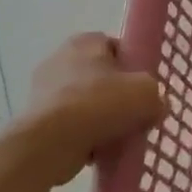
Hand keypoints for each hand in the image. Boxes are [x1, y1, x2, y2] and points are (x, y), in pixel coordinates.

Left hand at [15, 33, 164, 184]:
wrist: (50, 143)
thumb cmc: (100, 104)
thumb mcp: (147, 93)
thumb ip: (157, 96)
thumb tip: (156, 106)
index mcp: (85, 41)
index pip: (116, 48)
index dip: (133, 68)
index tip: (143, 89)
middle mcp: (59, 59)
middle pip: (100, 77)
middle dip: (116, 96)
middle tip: (134, 115)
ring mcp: (42, 90)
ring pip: (85, 103)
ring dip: (100, 119)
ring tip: (117, 138)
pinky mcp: (35, 120)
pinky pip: (69, 125)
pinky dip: (83, 136)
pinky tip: (98, 150)